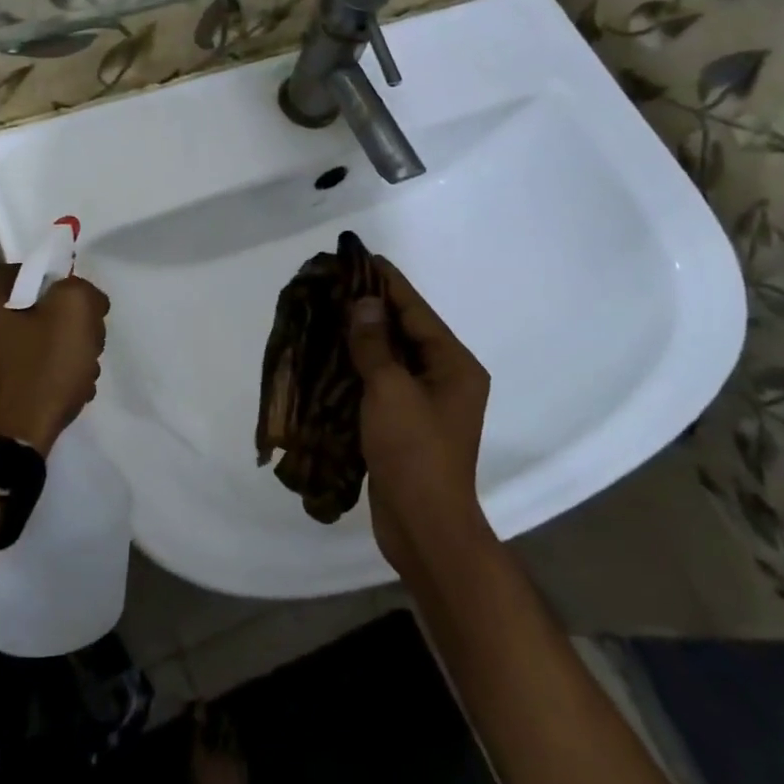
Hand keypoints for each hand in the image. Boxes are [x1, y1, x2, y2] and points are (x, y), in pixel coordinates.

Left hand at [0, 256, 109, 455]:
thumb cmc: (34, 375)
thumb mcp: (75, 318)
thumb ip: (81, 291)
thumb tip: (77, 295)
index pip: (24, 268)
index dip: (52, 287)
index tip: (70, 314)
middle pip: (16, 305)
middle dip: (47, 323)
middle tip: (72, 349)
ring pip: (8, 338)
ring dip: (36, 351)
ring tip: (63, 380)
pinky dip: (17, 376)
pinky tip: (40, 397)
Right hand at [346, 258, 491, 577]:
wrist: (424, 527)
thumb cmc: (414, 452)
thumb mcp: (391, 390)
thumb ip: (375, 344)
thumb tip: (364, 303)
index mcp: (454, 365)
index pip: (417, 310)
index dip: (387, 282)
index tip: (360, 257)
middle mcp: (446, 378)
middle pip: (406, 330)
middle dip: (371, 306)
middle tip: (335, 282)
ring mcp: (427, 402)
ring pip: (391, 356)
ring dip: (363, 336)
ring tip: (328, 310)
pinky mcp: (406, 422)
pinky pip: (383, 381)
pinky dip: (360, 366)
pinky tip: (332, 354)